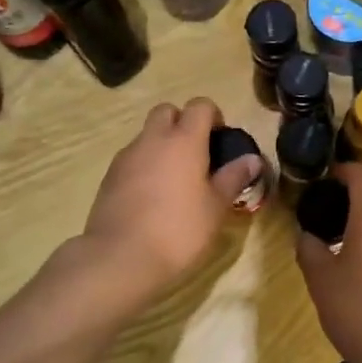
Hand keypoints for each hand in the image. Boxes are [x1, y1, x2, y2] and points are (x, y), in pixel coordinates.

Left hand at [80, 98, 262, 294]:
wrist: (120, 257)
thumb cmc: (179, 230)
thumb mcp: (216, 207)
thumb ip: (234, 178)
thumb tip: (252, 159)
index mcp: (184, 140)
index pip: (200, 105)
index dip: (213, 116)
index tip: (221, 140)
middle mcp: (152, 139)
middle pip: (167, 111)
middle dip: (183, 123)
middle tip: (197, 154)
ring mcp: (127, 157)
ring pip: (147, 135)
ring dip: (162, 145)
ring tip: (175, 180)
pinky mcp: (109, 177)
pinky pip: (132, 158)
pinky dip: (145, 166)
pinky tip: (153, 197)